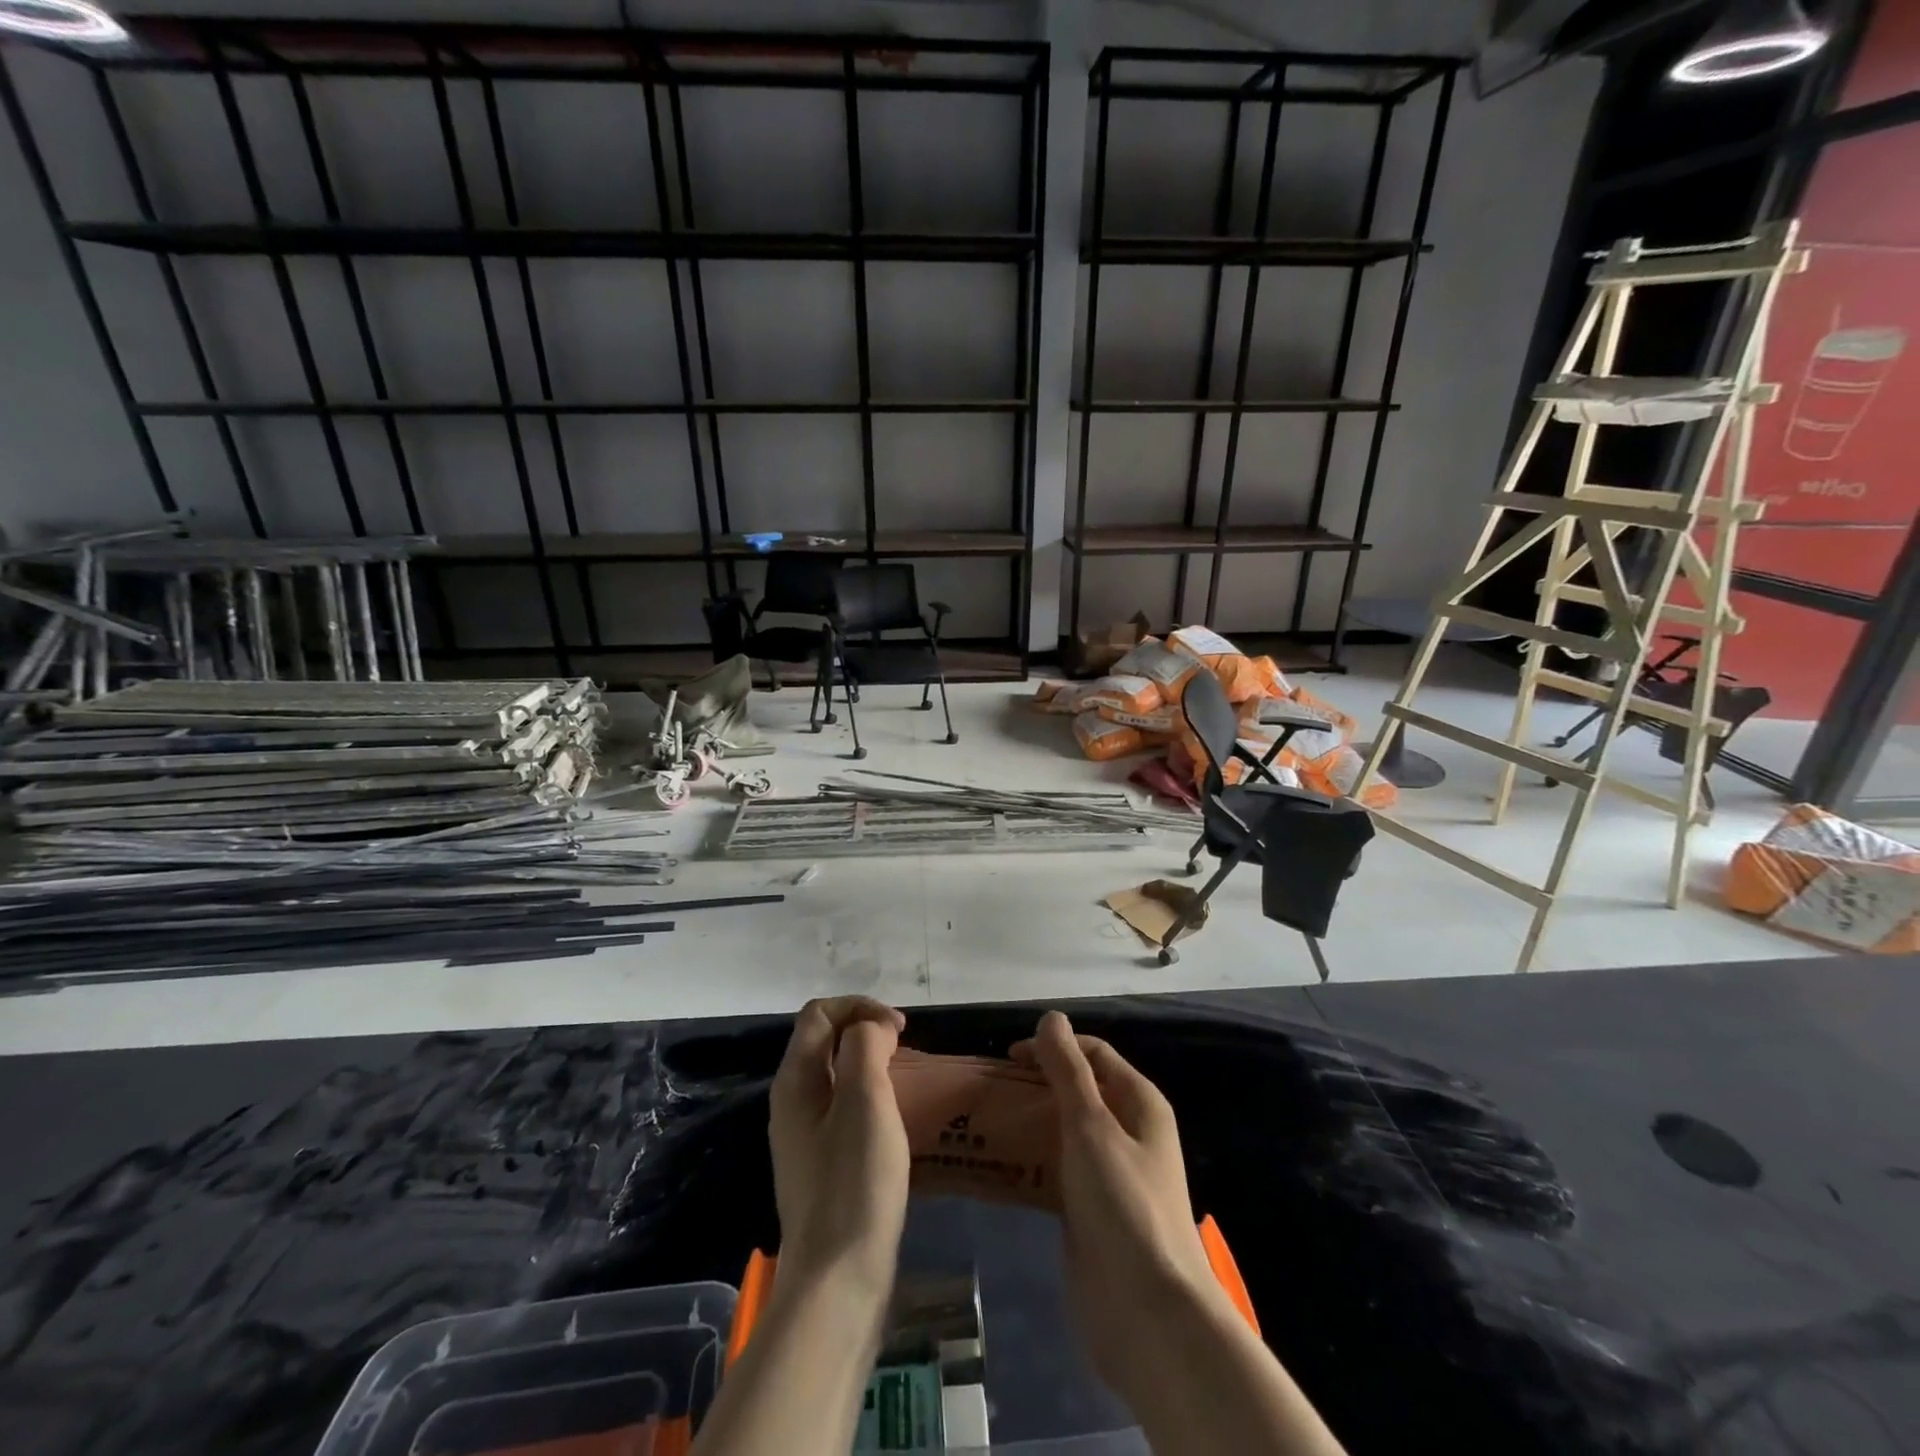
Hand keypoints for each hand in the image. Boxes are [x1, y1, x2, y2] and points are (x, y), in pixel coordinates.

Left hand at [769, 997, 909, 1290]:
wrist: (837, 1282)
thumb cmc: (854, 1183)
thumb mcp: (865, 1100)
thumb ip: (865, 1046)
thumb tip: (871, 1028)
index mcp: (795, 1081)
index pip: (820, 1013)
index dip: (860, 1008)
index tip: (900, 1031)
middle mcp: (792, 1102)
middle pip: (825, 1041)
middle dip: (866, 1032)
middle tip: (906, 1052)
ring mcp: (804, 1137)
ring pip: (836, 1076)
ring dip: (870, 1065)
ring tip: (905, 1080)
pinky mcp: (822, 1166)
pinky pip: (843, 1109)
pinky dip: (869, 1097)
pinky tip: (894, 1121)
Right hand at [1011, 1011, 1224, 1401]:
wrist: (1148, 1314)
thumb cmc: (1123, 1205)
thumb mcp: (1091, 1127)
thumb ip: (1068, 1071)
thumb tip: (1050, 1018)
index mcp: (1140, 1103)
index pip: (1094, 1054)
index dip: (1053, 1047)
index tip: (1008, 1058)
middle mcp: (1129, 1132)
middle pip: (1079, 1091)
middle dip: (1038, 1084)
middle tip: (991, 1089)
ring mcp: (1111, 1174)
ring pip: (1065, 1132)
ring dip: (1031, 1123)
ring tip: (987, 1121)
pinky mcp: (1091, 1211)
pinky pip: (1058, 1171)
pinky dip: (1032, 1162)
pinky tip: (999, 1165)